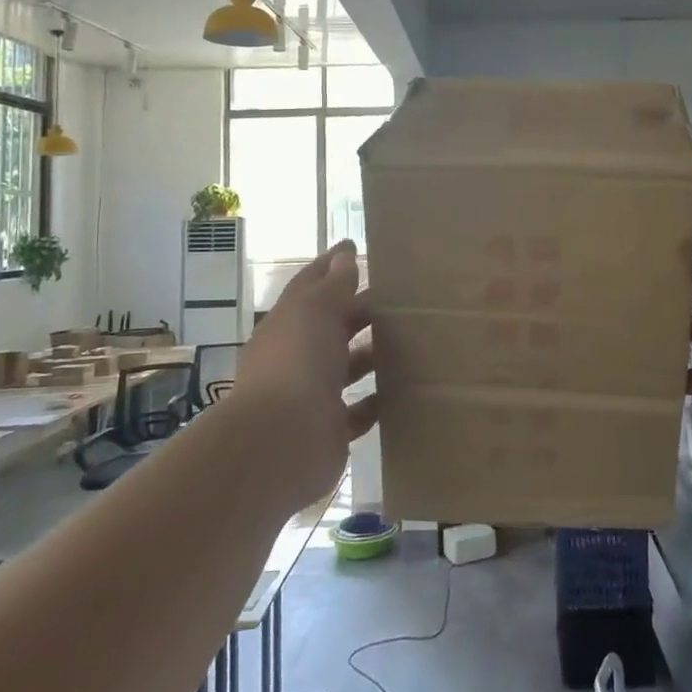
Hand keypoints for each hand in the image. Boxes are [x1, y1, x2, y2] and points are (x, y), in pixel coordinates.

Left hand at [230, 240, 376, 509]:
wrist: (280, 442)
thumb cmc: (297, 363)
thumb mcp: (315, 310)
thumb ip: (333, 284)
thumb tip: (344, 254)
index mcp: (289, 324)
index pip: (310, 286)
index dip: (330, 266)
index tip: (355, 248)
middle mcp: (297, 356)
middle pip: (332, 327)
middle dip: (360, 312)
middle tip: (400, 299)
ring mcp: (312, 394)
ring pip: (347, 367)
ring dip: (373, 356)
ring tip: (411, 343)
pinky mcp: (330, 429)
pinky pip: (359, 411)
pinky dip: (377, 401)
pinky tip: (403, 390)